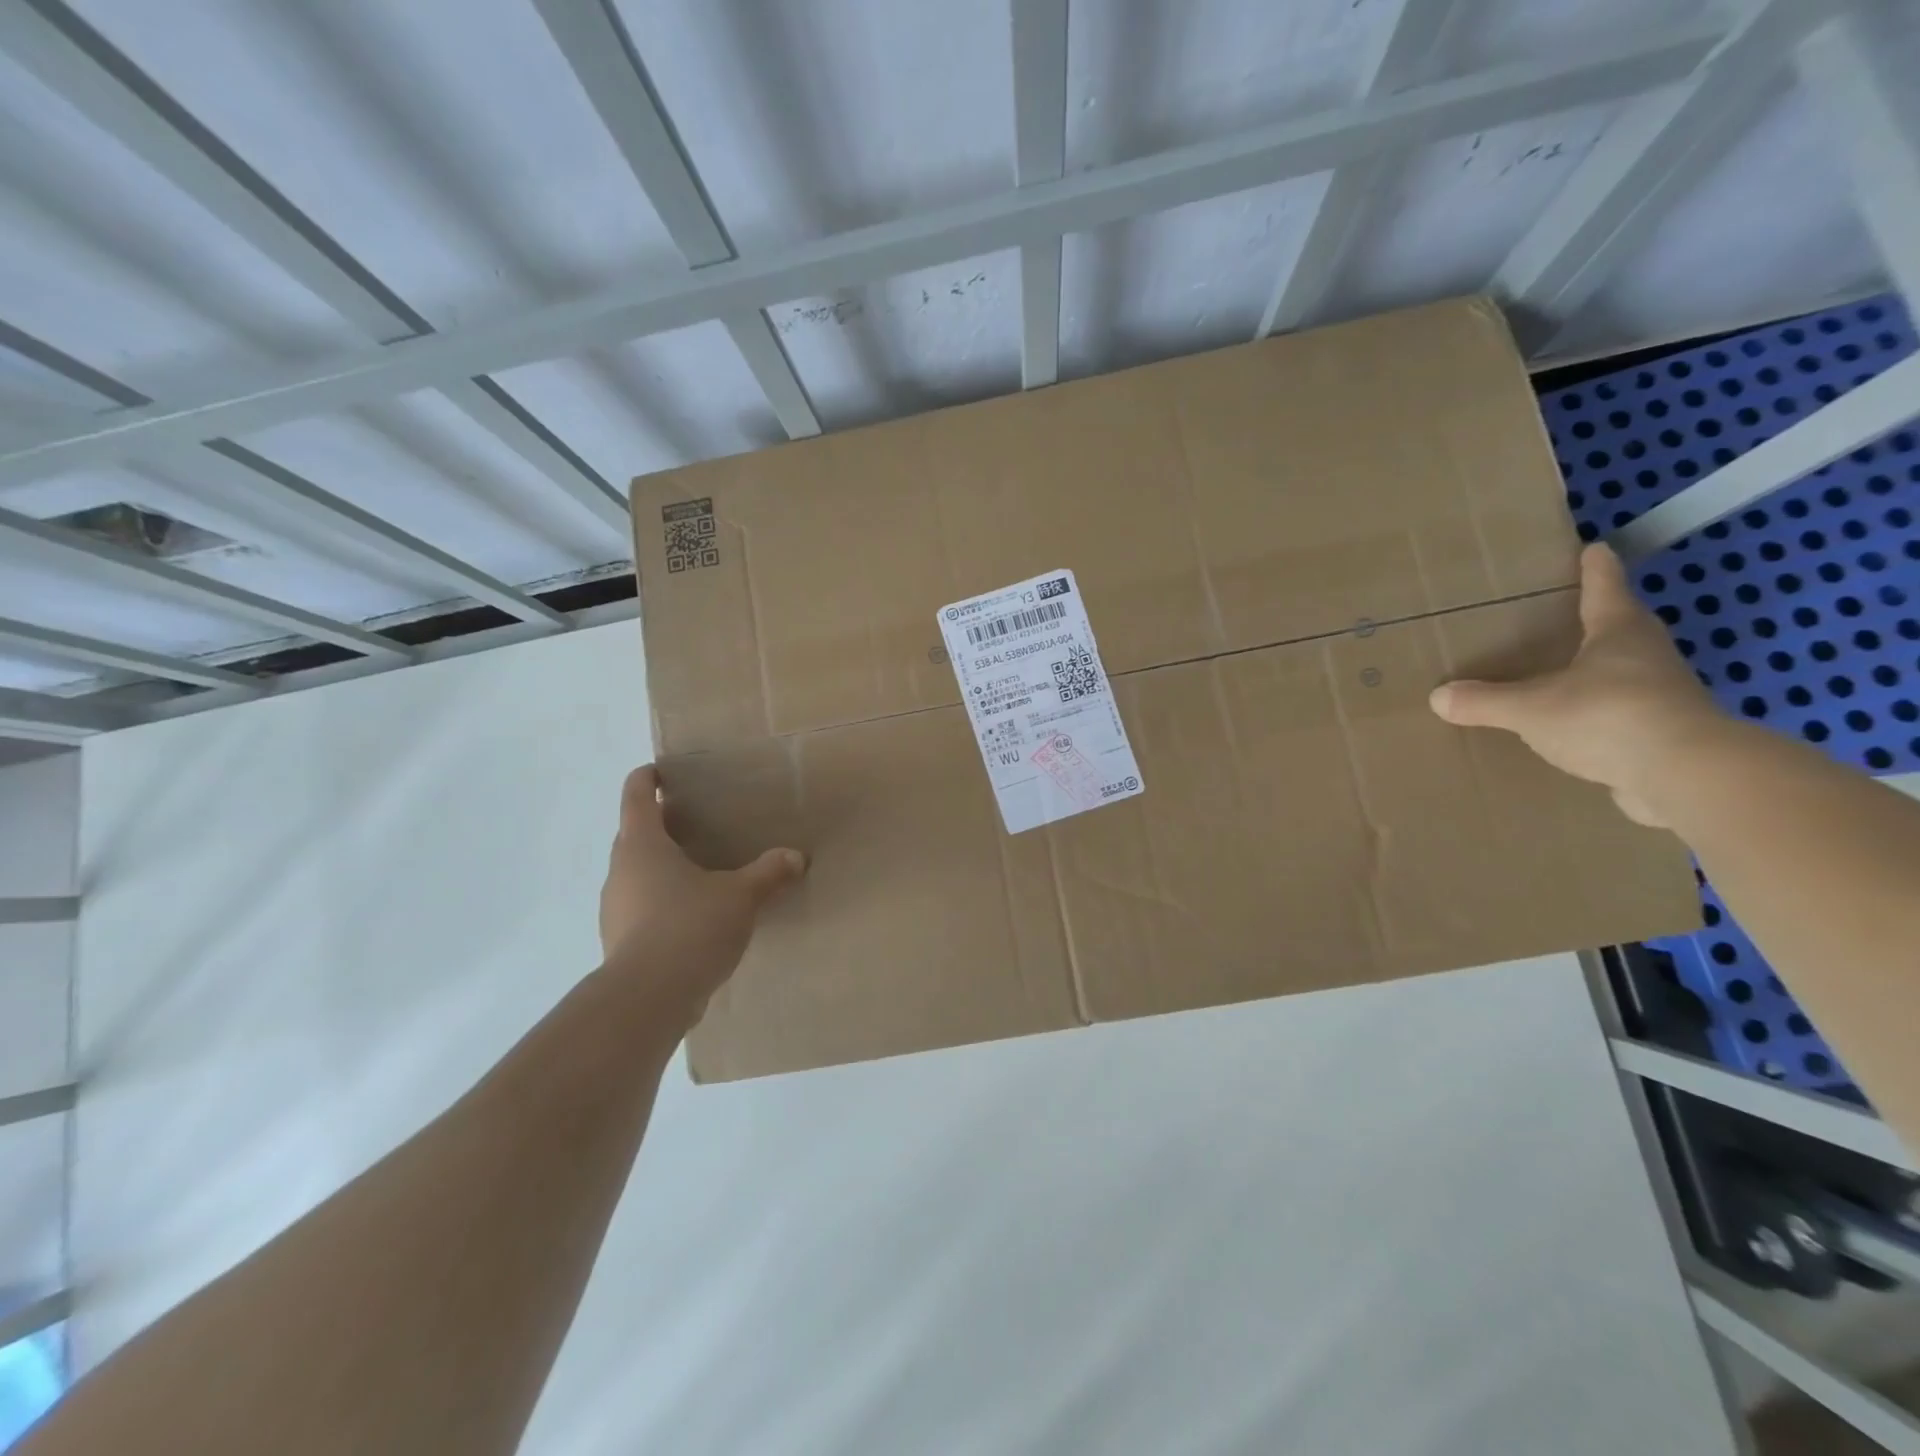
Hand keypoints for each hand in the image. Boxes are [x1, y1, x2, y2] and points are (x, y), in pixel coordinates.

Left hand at [598, 764, 805, 1028]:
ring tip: (697, 872)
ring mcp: (615, 908)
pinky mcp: (619, 941)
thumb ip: (768, 872)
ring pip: (636, 874)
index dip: (646, 779)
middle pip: (634, 835)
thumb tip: (796, 856)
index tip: (660, 772)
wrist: (648, 998)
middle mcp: (621, 871)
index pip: (635, 796)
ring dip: (659, 867)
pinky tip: (691, 917)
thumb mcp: (741, 896)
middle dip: (659, 825)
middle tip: (694, 823)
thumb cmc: (690, 926)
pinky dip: (661, 902)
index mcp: (643, 845)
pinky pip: (640, 908)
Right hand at [1429, 543, 1735, 827]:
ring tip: (1559, 674)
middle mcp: (1646, 656)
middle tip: (1564, 614)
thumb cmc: (1607, 717)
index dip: (1595, 569)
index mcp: (1619, 633)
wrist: (1686, 776)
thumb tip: (1438, 696)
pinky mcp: (1664, 734)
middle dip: (1596, 619)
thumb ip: (1485, 701)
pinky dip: (1598, 714)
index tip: (1592, 548)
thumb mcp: (1530, 708)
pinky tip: (1573, 727)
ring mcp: (1661, 695)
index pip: (1605, 588)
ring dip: (1597, 670)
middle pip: (1620, 627)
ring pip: (1623, 672)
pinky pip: (1621, 714)